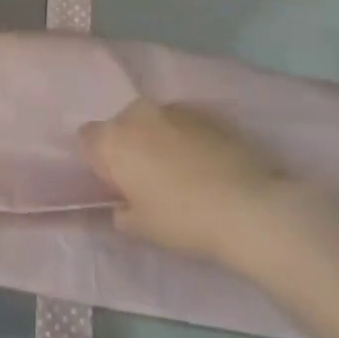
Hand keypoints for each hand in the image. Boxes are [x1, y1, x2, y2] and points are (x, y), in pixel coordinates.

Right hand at [80, 101, 299, 273]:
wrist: (251, 208)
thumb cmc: (184, 220)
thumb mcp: (140, 228)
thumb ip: (120, 212)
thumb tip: (122, 206)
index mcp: (114, 139)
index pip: (87, 138)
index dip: (100, 161)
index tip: (117, 185)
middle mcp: (139, 114)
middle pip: (122, 125)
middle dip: (129, 146)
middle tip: (148, 180)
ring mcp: (176, 109)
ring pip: (154, 122)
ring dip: (159, 140)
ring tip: (182, 172)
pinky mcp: (209, 113)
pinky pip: (185, 124)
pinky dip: (188, 138)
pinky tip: (207, 166)